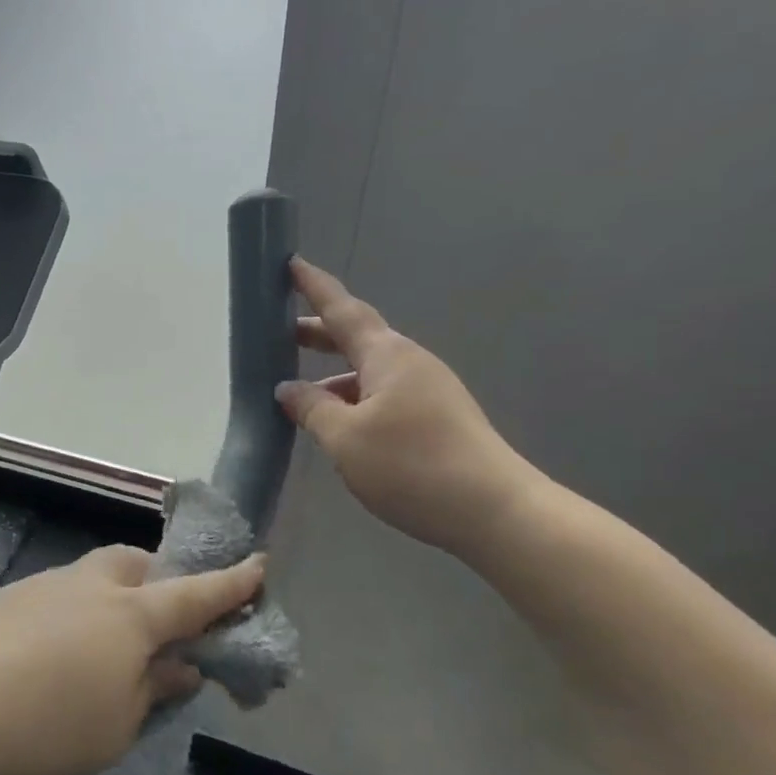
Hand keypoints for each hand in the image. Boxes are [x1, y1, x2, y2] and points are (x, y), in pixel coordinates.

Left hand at [0, 545, 264, 774]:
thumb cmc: (40, 727)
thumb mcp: (114, 727)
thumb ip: (150, 691)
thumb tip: (178, 665)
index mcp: (131, 614)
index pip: (196, 594)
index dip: (231, 584)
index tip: (258, 565)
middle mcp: (89, 586)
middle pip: (138, 566)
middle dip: (162, 582)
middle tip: (169, 621)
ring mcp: (41, 588)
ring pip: (95, 580)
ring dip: (116, 603)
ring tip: (112, 653)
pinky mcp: (3, 604)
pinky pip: (59, 600)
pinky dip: (76, 620)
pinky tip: (58, 661)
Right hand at [276, 257, 540, 556]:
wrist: (494, 510)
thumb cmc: (411, 466)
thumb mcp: (345, 439)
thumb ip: (311, 409)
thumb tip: (287, 389)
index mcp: (387, 356)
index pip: (341, 310)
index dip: (314, 287)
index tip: (291, 263)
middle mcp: (409, 362)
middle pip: (356, 338)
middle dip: (318, 335)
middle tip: (281, 335)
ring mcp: (428, 389)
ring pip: (369, 372)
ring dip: (334, 375)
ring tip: (300, 396)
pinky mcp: (438, 417)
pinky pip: (384, 395)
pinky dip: (354, 399)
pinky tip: (340, 426)